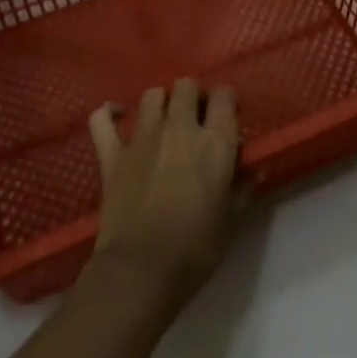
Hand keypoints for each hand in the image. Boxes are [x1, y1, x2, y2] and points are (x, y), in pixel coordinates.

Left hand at [87, 80, 242, 304]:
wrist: (141, 272)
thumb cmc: (195, 249)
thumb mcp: (232, 221)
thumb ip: (243, 188)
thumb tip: (254, 170)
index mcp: (215, 142)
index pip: (224, 96)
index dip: (226, 101)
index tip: (227, 116)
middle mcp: (179, 128)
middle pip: (186, 86)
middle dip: (192, 96)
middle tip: (195, 119)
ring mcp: (142, 137)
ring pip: (152, 95)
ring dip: (160, 102)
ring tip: (163, 121)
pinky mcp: (112, 153)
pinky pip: (102, 120)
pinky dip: (108, 114)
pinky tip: (116, 118)